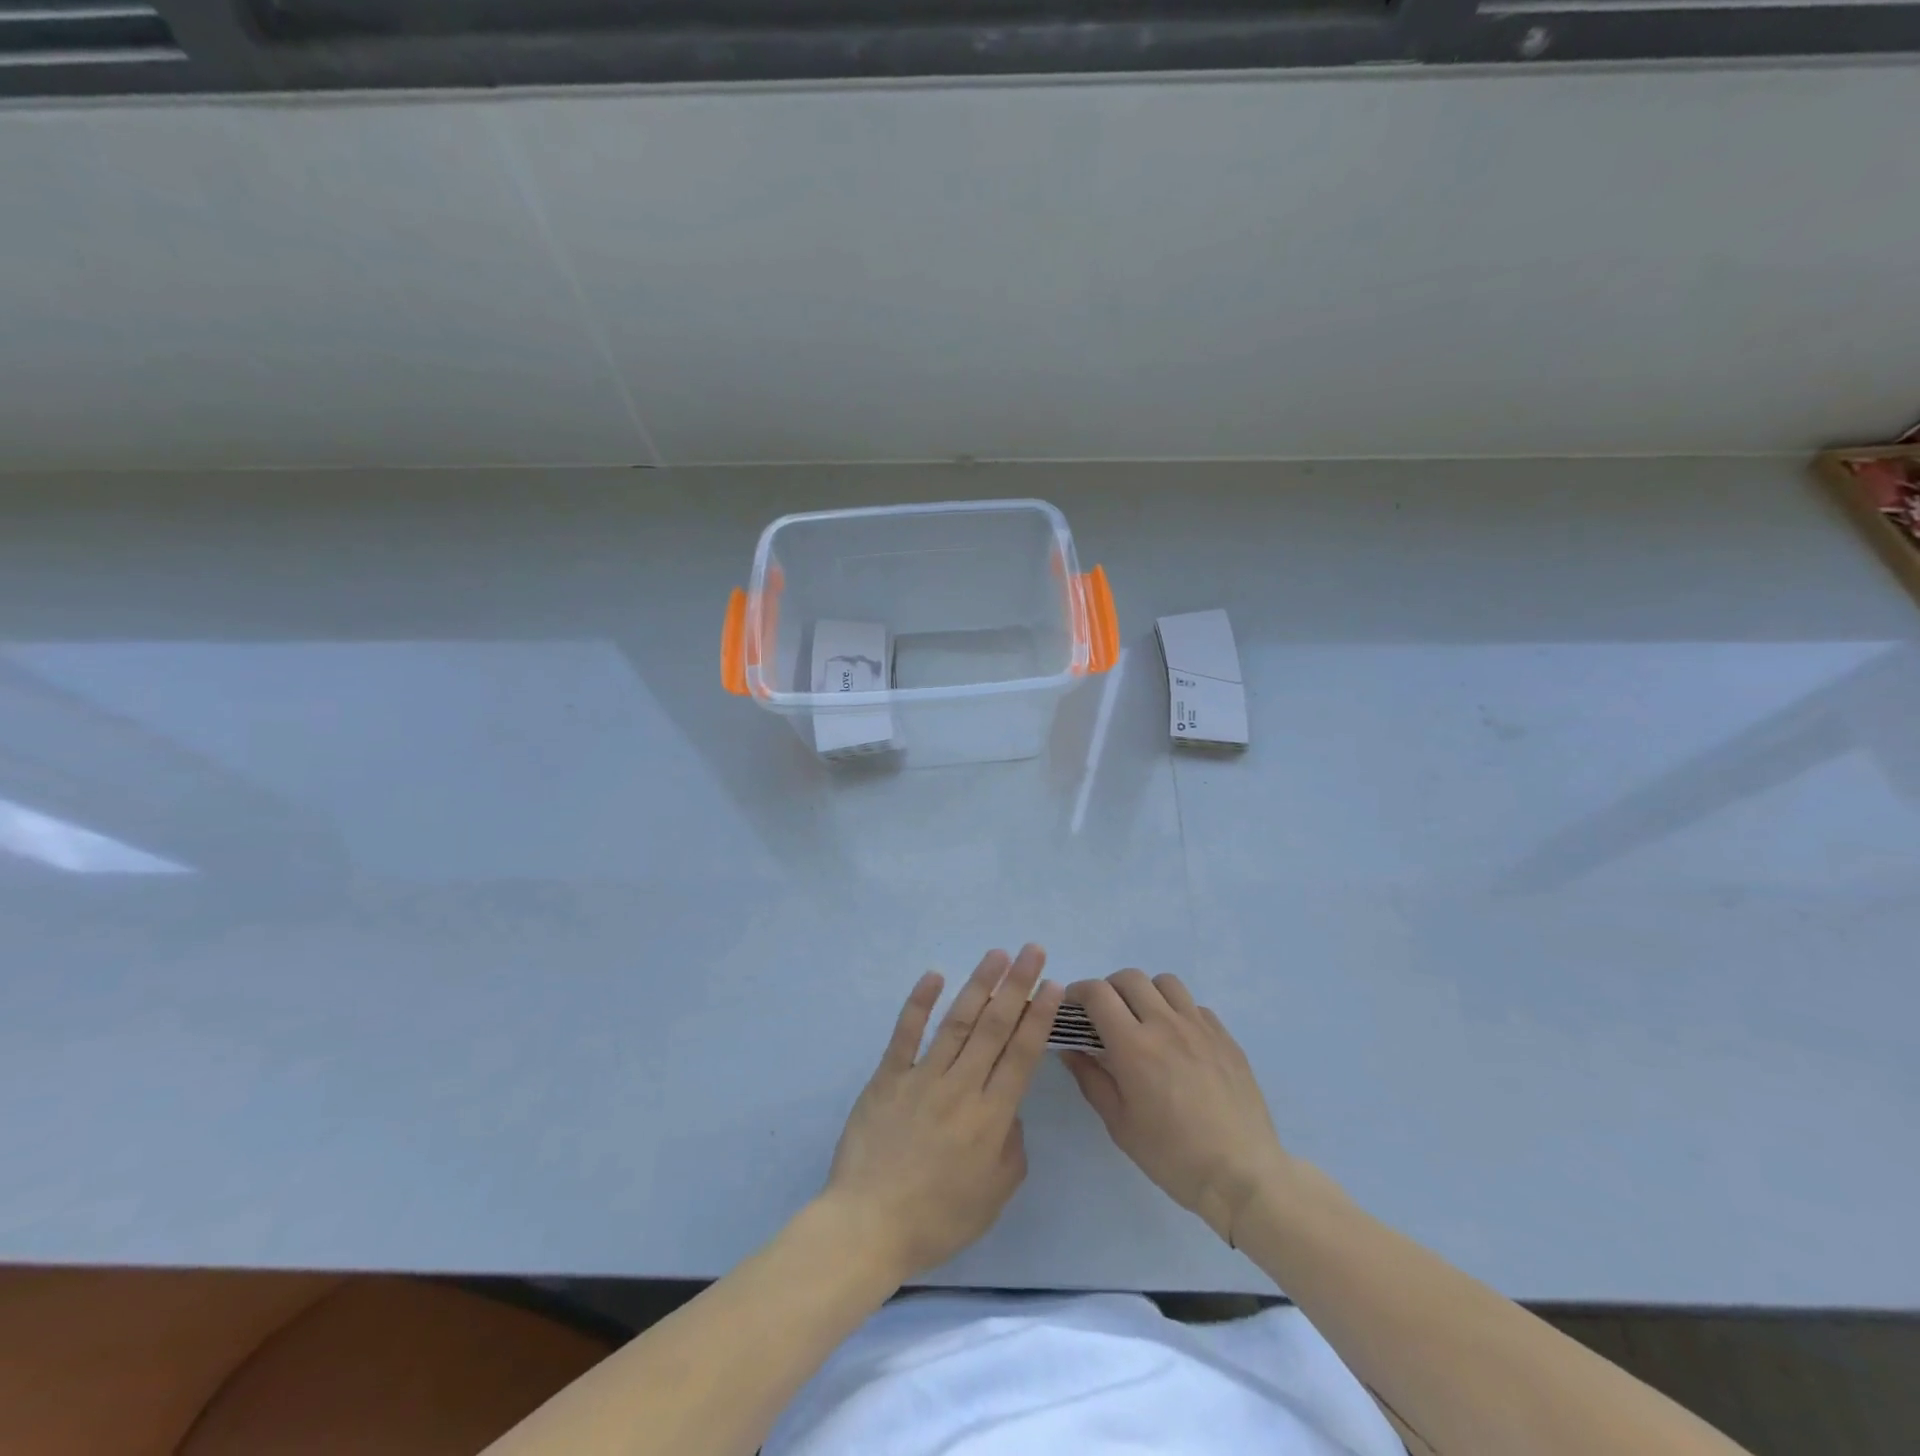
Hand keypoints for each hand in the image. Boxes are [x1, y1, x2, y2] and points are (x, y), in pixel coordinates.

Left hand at [825, 946, 1063, 1281]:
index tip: (1053, 985)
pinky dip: (919, 1002)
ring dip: (979, 984)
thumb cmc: (937, 1219)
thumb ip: (1011, 1148)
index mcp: (990, 1117)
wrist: (868, 1226)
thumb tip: (1009, 1109)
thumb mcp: (994, 1196)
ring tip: (996, 954)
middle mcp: (961, 1087)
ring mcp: (922, 1078)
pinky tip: (934, 975)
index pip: (1021, 1055)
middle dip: (1017, 985)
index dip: (1039, 1017)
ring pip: (957, 1021)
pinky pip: (906, 1033)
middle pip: (995, 1027)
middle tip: (1032, 951)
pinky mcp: (888, 1077)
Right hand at [1063, 970, 1292, 1246]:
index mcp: (1134, 1046)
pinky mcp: (1225, 1037)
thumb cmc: (1173, 1156)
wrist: (1242, 1175)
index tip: (1073, 1006)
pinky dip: (1178, 1011)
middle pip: (1130, 978)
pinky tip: (1178, 1040)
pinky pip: (1195, 1006)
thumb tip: (1071, 1048)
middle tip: (1105, 1014)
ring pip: (1165, 983)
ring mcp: (1200, 1027)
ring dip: (1146, 992)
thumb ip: (1091, 1079)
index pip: (1098, 994)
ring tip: (1143, 1019)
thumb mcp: (1120, 1124)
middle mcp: (1166, 1024)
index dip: (1079, 992)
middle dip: (1109, 988)